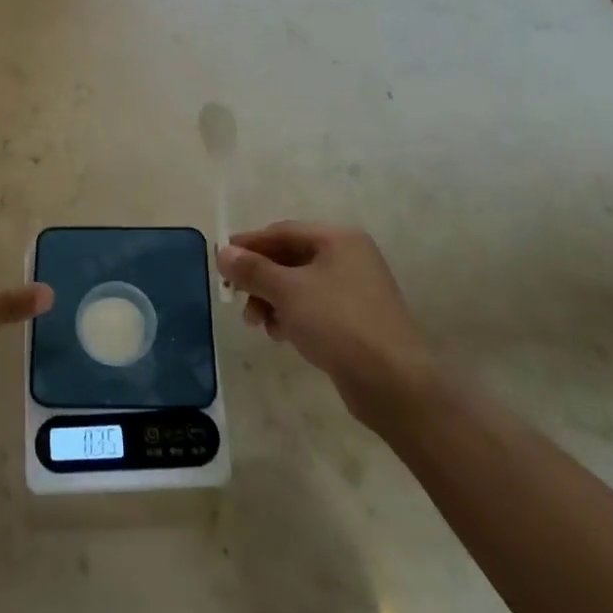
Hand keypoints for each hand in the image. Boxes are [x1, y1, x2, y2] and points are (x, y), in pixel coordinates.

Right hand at [216, 222, 430, 413]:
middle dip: (260, 278)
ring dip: (272, 300)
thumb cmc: (336, 323)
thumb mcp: (287, 291)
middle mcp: (350, 257)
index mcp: (339, 239)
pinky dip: (292, 316)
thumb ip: (252, 269)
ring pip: (299, 285)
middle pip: (290, 258)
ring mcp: (355, 290)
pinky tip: (281, 335)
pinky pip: (313, 307)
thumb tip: (223, 252)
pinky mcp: (356, 320)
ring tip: (258, 324)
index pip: (283, 231)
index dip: (249, 244)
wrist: (392, 382)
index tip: (221, 260)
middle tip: (236, 297)